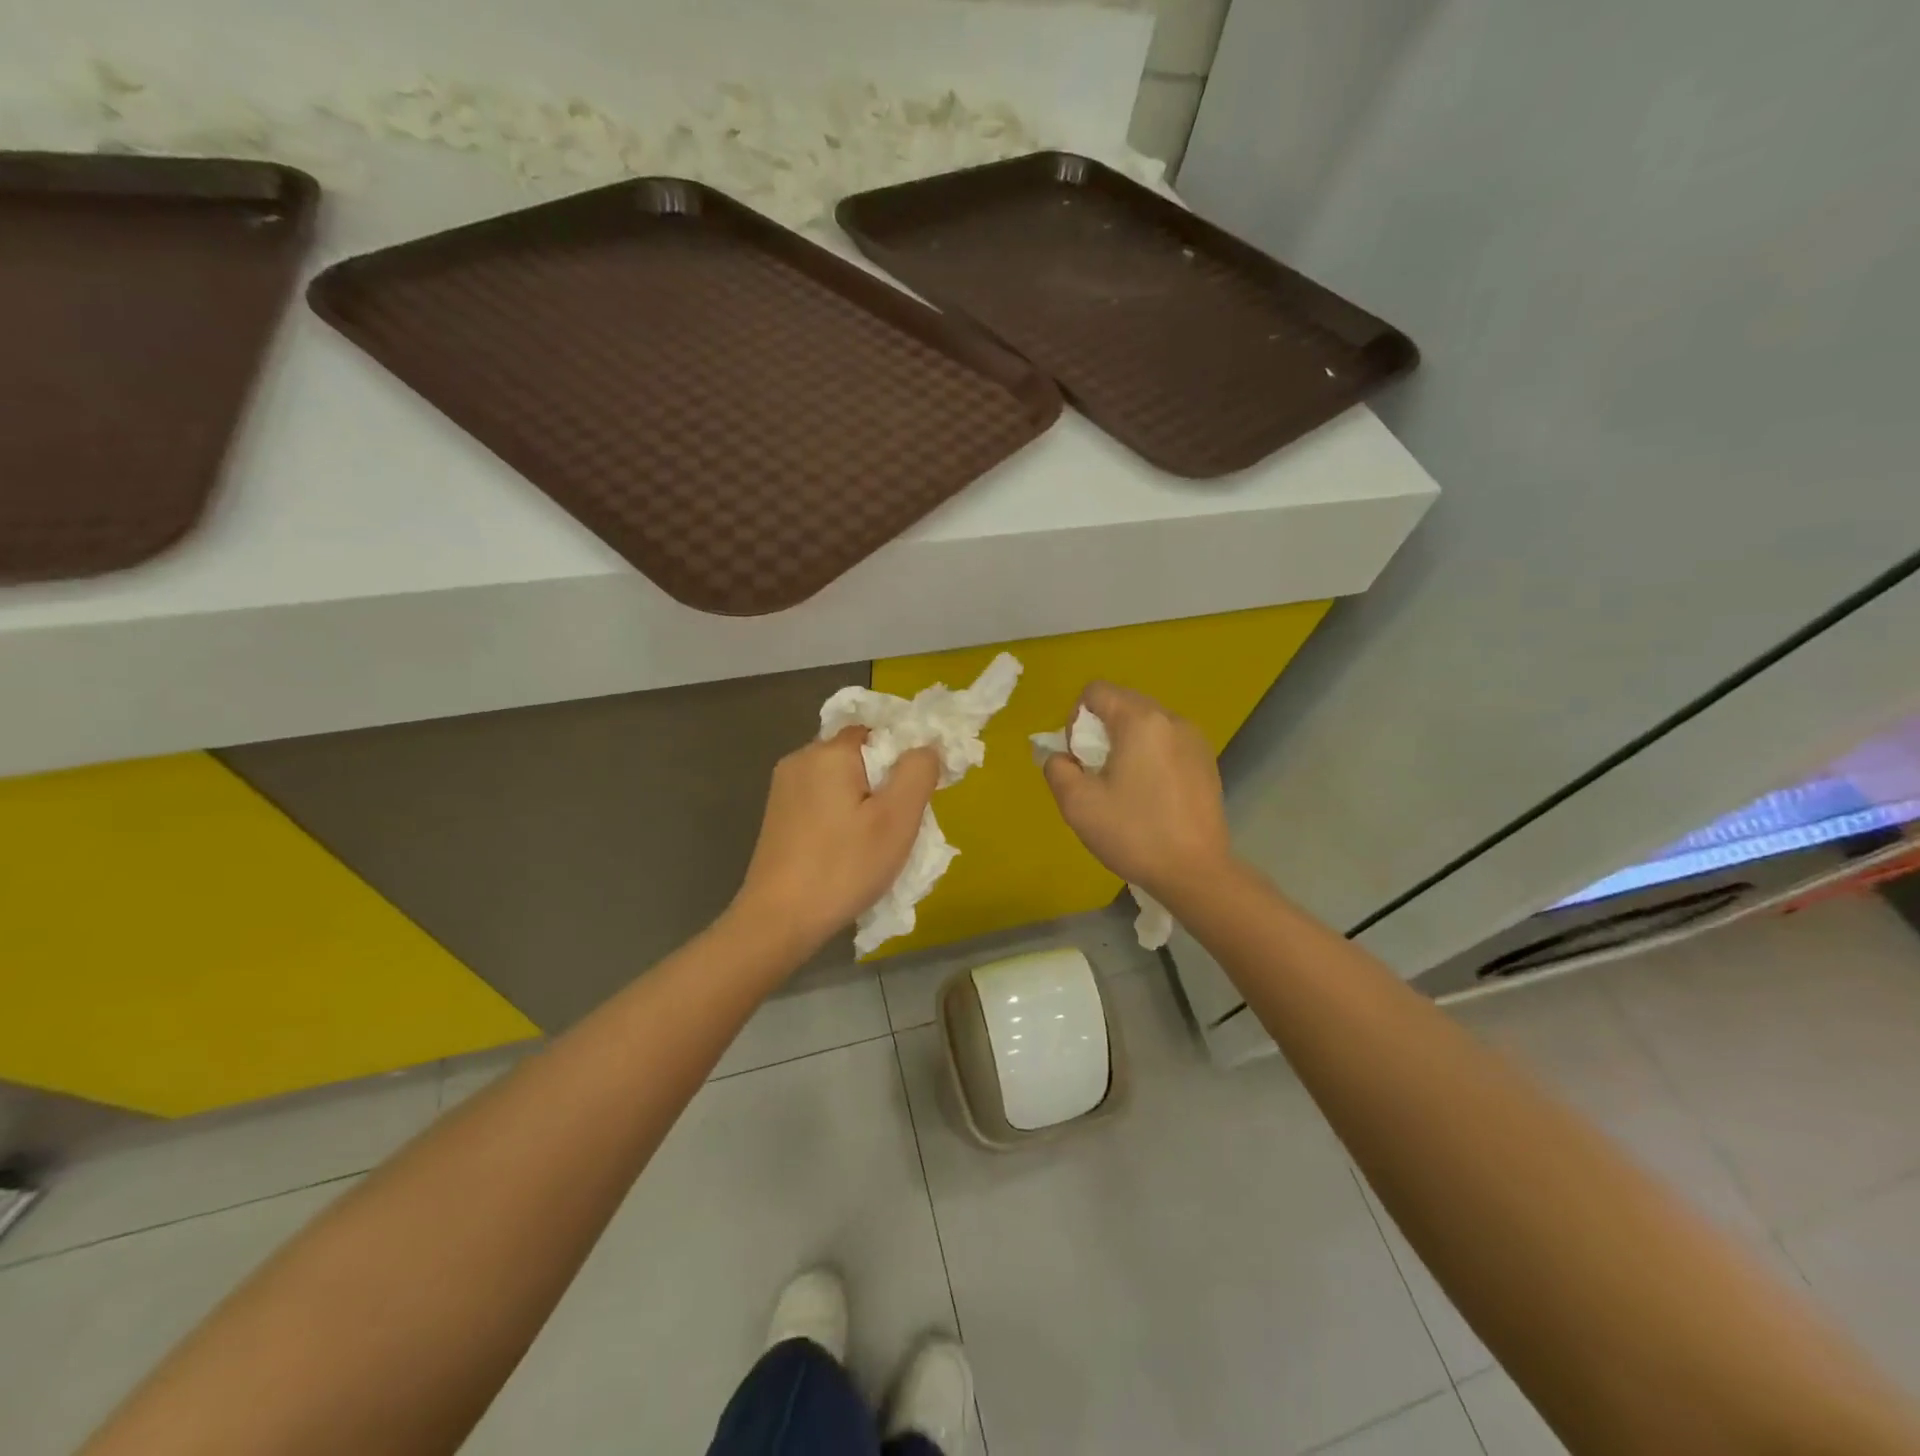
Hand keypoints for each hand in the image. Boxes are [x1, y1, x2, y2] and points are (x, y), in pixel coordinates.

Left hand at [731, 728, 940, 958]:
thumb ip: (918, 771)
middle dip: (884, 781)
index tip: (918, 790)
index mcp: (828, 752)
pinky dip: (842, 815)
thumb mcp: (896, 818)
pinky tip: (848, 849)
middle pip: (859, 754)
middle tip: (900, 822)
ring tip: (875, 841)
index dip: (904, 753)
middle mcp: (800, 759)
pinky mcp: (778, 814)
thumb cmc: (843, 867)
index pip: (878, 729)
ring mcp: (784, 788)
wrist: (779, 920)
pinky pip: (822, 799)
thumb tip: (926, 746)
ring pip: (841, 779)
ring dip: (864, 800)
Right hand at [1042, 682, 1234, 904]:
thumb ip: (1058, 769)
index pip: (1096, 691)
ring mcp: (1195, 739)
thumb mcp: (1077, 804)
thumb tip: (1062, 757)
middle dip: (1101, 731)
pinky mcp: (1207, 761)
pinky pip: (1167, 742)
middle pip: (1123, 703)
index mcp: (1140, 720)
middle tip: (1097, 774)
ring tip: (1124, 786)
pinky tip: (1150, 795)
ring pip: (1146, 723)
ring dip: (1126, 743)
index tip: (1080, 758)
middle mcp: (1171, 719)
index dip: (1076, 719)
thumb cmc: (1133, 833)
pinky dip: (1150, 756)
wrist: (1195, 872)